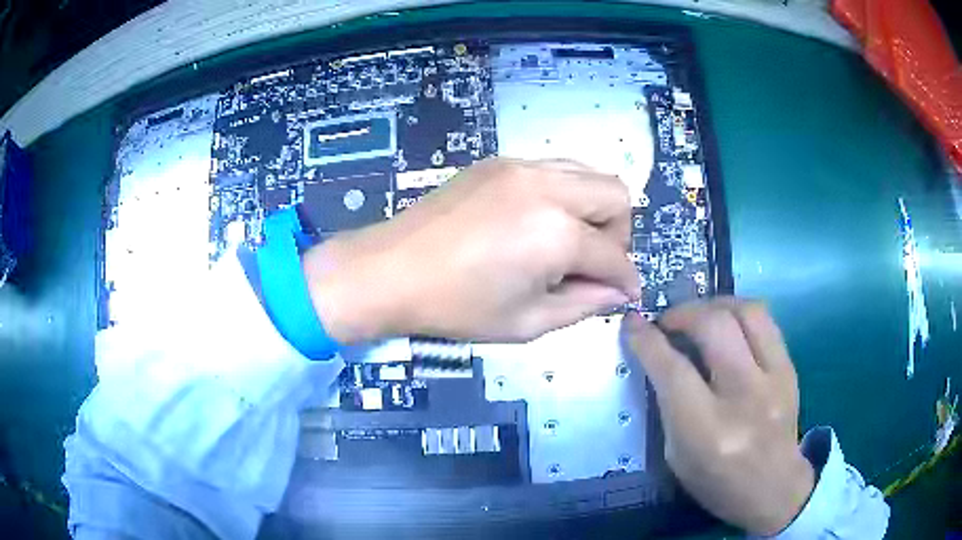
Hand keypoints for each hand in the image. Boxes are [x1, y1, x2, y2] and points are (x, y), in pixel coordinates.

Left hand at [303, 158, 639, 342]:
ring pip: (588, 173)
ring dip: (593, 208)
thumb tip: (616, 294)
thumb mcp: (526, 322)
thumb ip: (582, 306)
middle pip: (616, 195)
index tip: (626, 294)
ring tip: (569, 243)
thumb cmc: (456, 307)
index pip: (614, 256)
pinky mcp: (498, 162)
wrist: (390, 270)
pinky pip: (553, 169)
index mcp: (557, 233)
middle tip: (595, 265)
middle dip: (618, 234)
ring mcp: (521, 167)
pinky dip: (563, 194)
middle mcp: (548, 187)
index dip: (626, 280)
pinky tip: (537, 223)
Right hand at [624, 299, 814, 535]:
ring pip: (746, 312)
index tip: (632, 324)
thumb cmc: (717, 482)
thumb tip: (659, 358)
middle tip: (668, 322)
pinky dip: (740, 313)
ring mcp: (774, 379)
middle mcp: (744, 397)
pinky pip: (766, 322)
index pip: (673, 370)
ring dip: (714, 305)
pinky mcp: (790, 370)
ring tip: (699, 316)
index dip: (647, 340)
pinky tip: (728, 325)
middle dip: (682, 313)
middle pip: (713, 327)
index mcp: (707, 430)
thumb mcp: (677, 456)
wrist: (774, 489)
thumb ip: (669, 405)